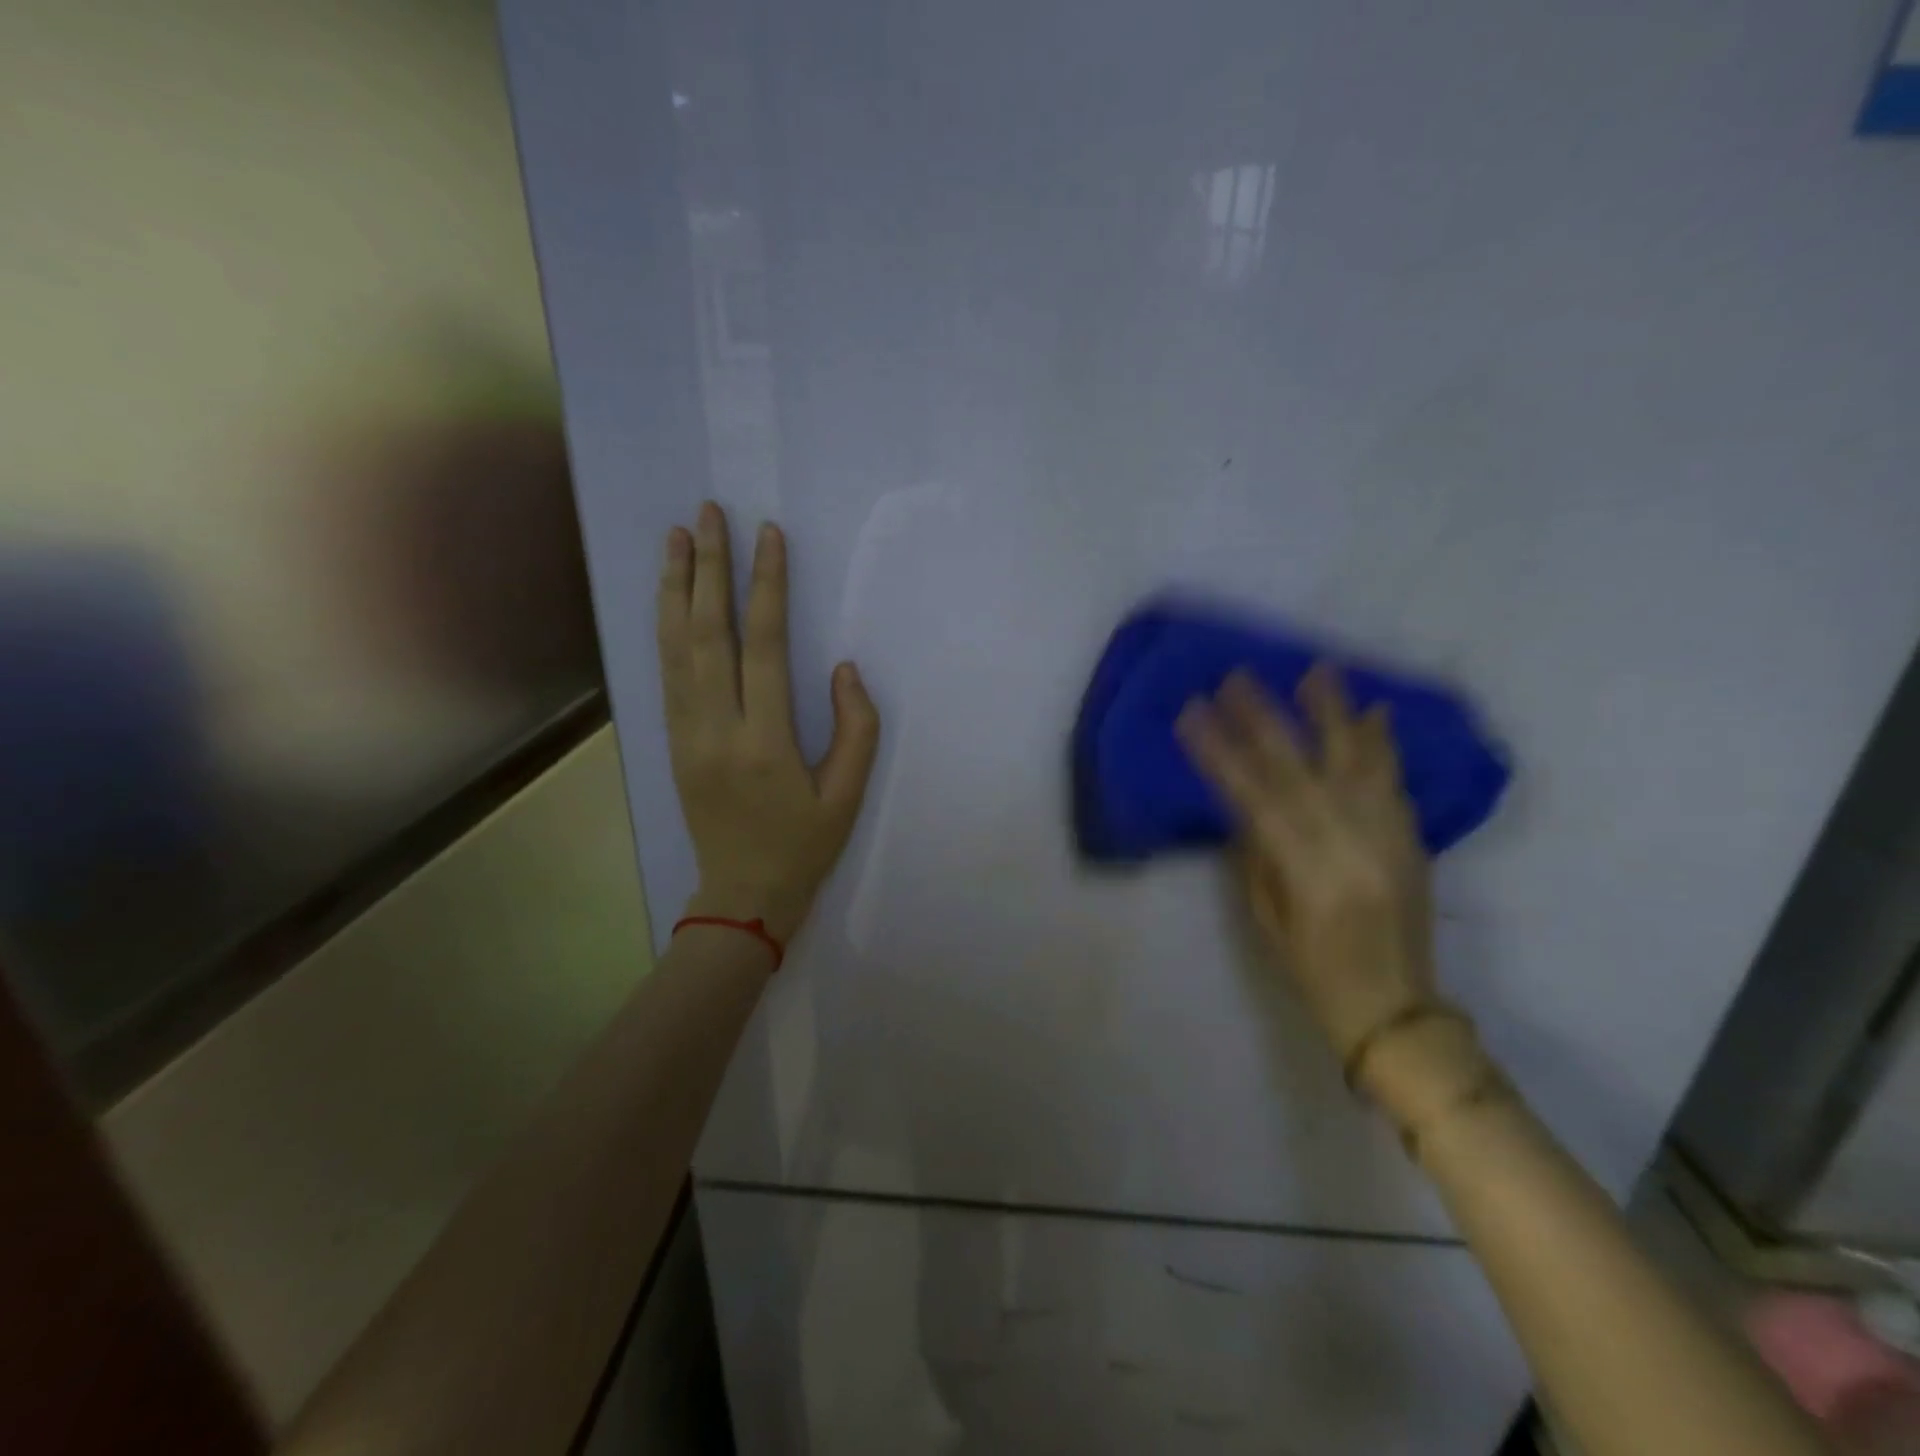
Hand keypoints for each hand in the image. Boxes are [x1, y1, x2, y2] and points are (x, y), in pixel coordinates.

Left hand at [657, 503, 879, 944]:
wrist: (742, 895)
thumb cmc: (803, 846)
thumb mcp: (848, 795)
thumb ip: (856, 729)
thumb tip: (843, 668)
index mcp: (763, 742)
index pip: (764, 646)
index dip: (767, 587)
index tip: (768, 536)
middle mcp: (715, 729)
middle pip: (707, 633)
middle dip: (708, 567)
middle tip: (709, 512)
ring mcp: (685, 734)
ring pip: (674, 647)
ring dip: (675, 587)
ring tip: (677, 536)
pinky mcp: (672, 741)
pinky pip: (665, 673)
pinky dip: (665, 627)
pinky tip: (669, 597)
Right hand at [1177, 665, 1437, 1067]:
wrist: (1395, 1007)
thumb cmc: (1313, 971)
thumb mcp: (1268, 918)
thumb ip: (1258, 856)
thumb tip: (1247, 805)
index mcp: (1308, 873)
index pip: (1255, 797)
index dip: (1221, 752)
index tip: (1193, 713)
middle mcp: (1351, 847)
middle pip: (1301, 770)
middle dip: (1265, 719)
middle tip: (1238, 678)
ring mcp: (1389, 839)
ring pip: (1358, 764)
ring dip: (1334, 714)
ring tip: (1316, 671)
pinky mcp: (1413, 841)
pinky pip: (1395, 783)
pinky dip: (1382, 745)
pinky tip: (1373, 712)